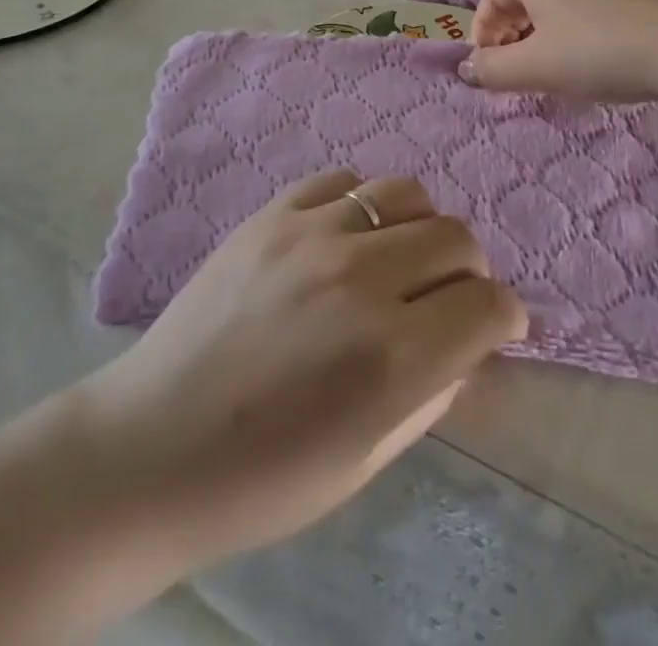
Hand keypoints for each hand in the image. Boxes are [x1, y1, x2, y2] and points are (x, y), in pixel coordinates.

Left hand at [74, 169, 526, 573]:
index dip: (505, 316)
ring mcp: (312, 234)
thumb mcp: (367, 458)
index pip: (488, 305)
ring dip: (421, 227)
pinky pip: (345, 181)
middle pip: (457, 238)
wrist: (152, 444)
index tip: (496, 325)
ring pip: (407, 193)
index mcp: (391, 358)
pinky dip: (362, 206)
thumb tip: (469, 342)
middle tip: (448, 298)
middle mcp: (360, 279)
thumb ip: (433, 390)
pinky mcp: (273, 212)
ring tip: (399, 258)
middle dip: (469, 272)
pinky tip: (346, 238)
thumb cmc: (263, 477)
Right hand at [460, 0, 657, 102]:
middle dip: (511, 32)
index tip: (487, 67)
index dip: (482, 31)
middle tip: (516, 68)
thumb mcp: (537, 68)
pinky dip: (574, 28)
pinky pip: (586, 3)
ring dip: (542, 32)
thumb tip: (467, 68)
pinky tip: (593, 57)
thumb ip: (494, 69)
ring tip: (553, 67)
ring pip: (556, 0)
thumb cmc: (599, 51)